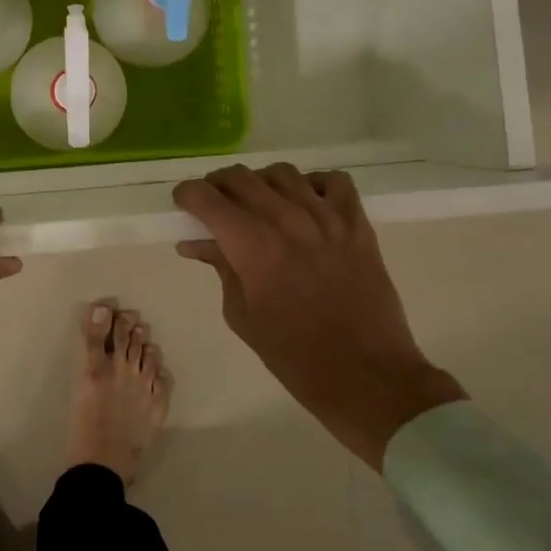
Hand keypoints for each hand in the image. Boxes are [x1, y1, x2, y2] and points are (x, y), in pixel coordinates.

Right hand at [173, 164, 465, 467]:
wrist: (367, 377)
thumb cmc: (294, 356)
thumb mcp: (242, 315)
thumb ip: (221, 268)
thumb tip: (196, 242)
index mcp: (252, 245)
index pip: (206, 197)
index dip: (187, 195)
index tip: (184, 203)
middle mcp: (286, 219)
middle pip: (240, 177)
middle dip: (218, 185)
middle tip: (215, 205)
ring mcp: (326, 218)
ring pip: (282, 173)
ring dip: (262, 182)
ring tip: (260, 203)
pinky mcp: (358, 225)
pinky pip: (334, 180)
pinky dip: (314, 183)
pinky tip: (307, 203)